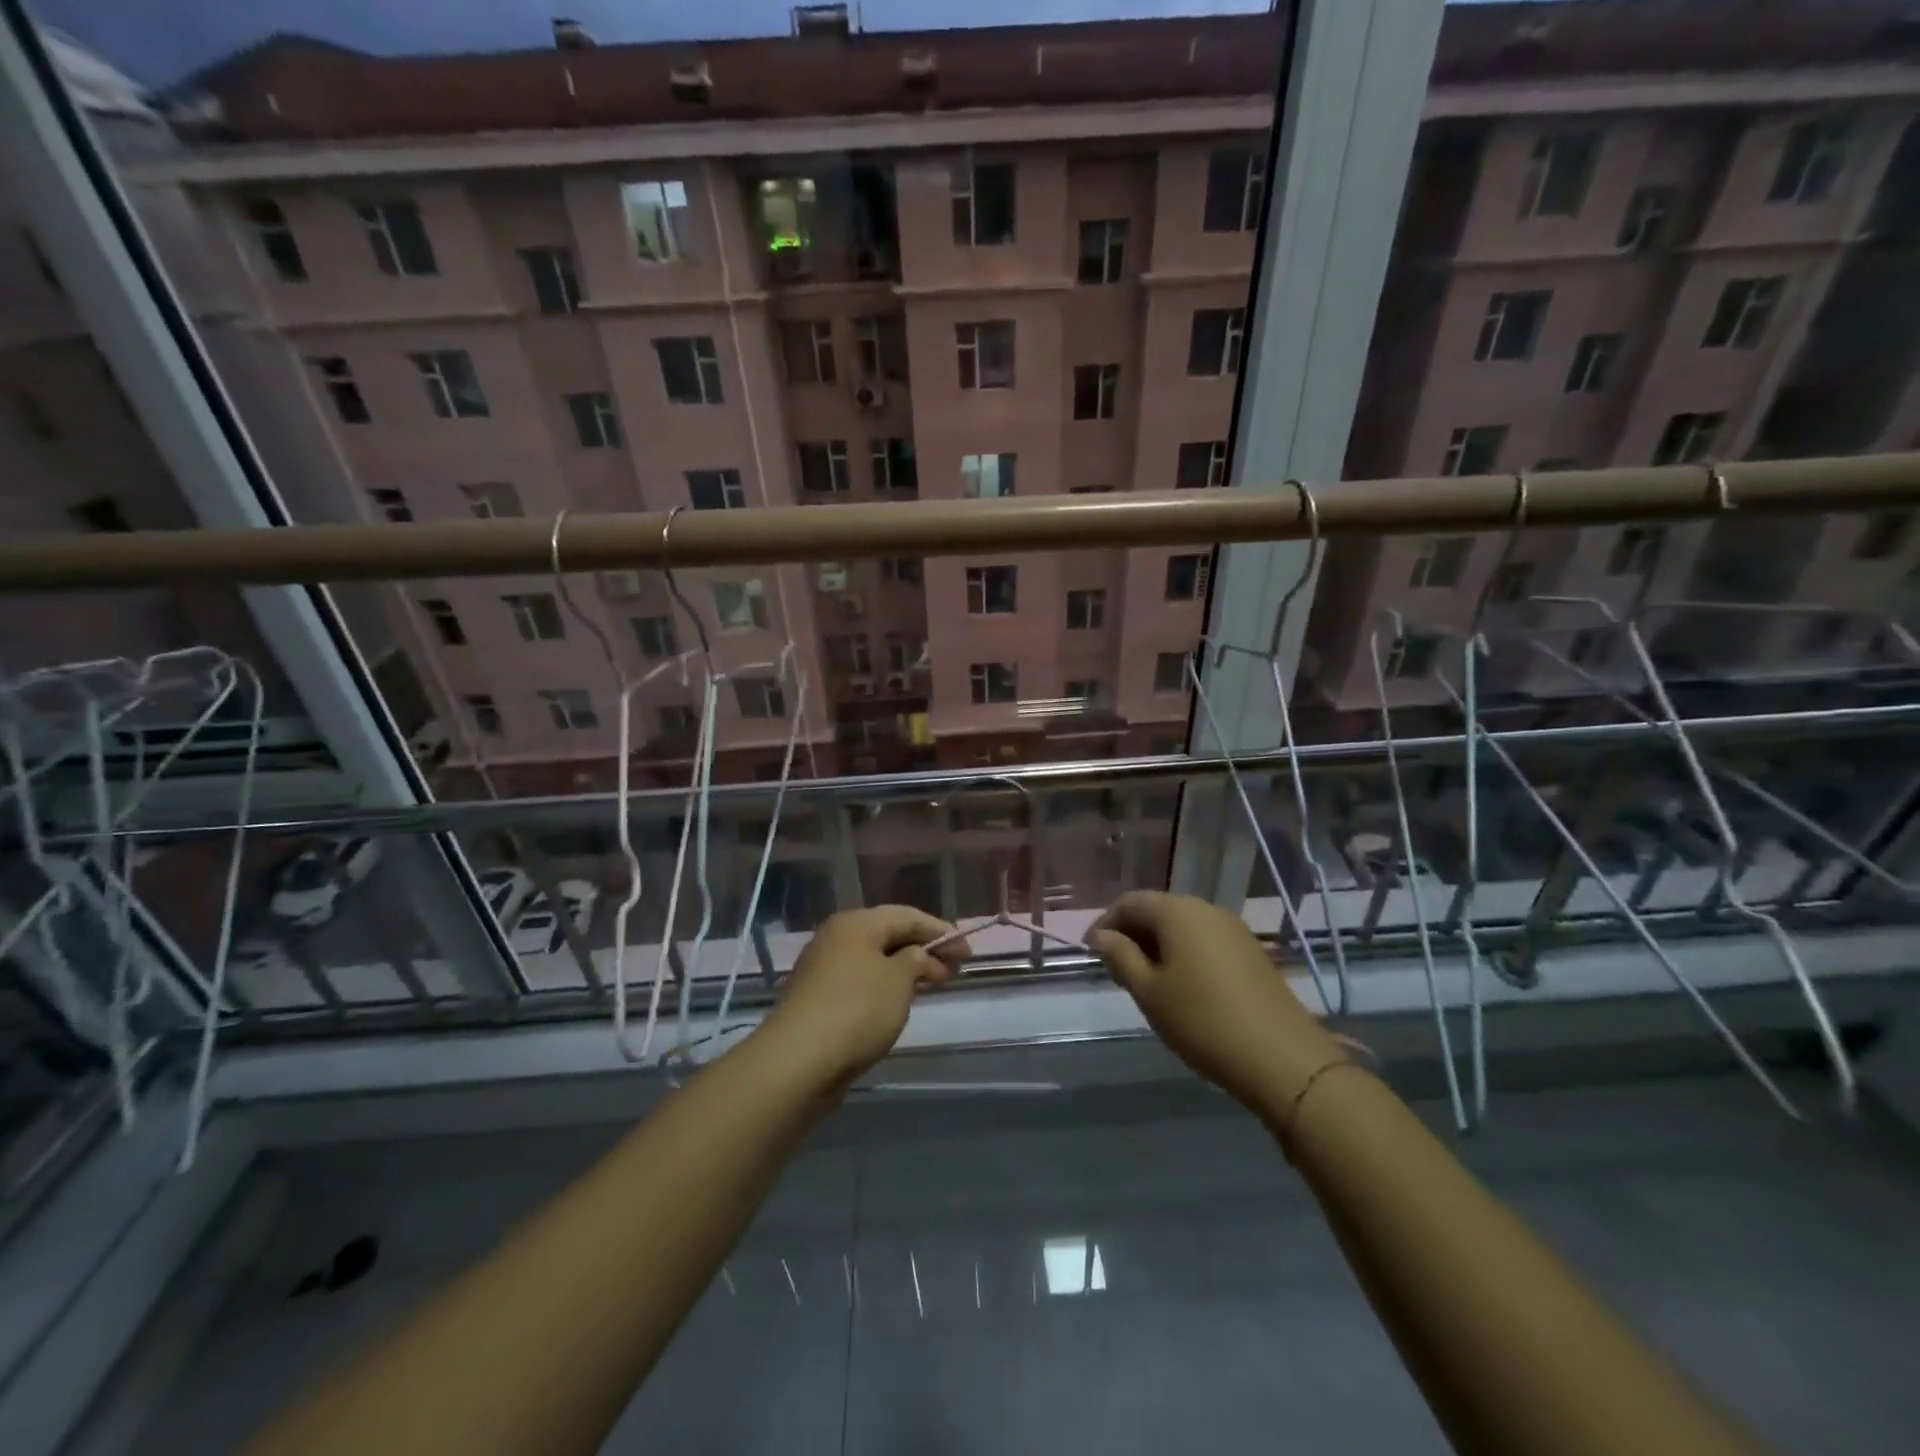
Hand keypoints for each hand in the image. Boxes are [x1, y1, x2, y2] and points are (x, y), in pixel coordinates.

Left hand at [762, 906, 967, 1089]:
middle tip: (954, 971)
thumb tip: (916, 955)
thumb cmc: (857, 1010)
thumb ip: (916, 960)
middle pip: (888, 935)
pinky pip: (861, 982)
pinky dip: (884, 987)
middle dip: (924, 950)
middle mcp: (836, 938)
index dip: (940, 931)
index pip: (907, 915)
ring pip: (874, 960)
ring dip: (905, 970)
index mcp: (856, 923)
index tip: (968, 952)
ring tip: (931, 986)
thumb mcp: (899, 980)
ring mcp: (823, 969)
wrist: (798, 1061)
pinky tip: (898, 1005)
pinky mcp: (817, 999)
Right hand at [1088, 891, 1338, 1109]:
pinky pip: (1205, 941)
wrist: (1282, 1058)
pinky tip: (1181, 986)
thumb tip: (1101, 936)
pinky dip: (1184, 954)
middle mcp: (1207, 909)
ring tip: (1144, 980)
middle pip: (1158, 910)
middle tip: (1114, 967)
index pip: (1130, 902)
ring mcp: (1234, 929)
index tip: (1090, 952)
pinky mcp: (1252, 952)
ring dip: (1158, 944)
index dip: (1105, 922)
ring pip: (1183, 926)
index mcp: (1178, 911)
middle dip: (1132, 933)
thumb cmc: (1202, 1021)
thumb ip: (1120, 958)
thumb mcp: (1149, 992)